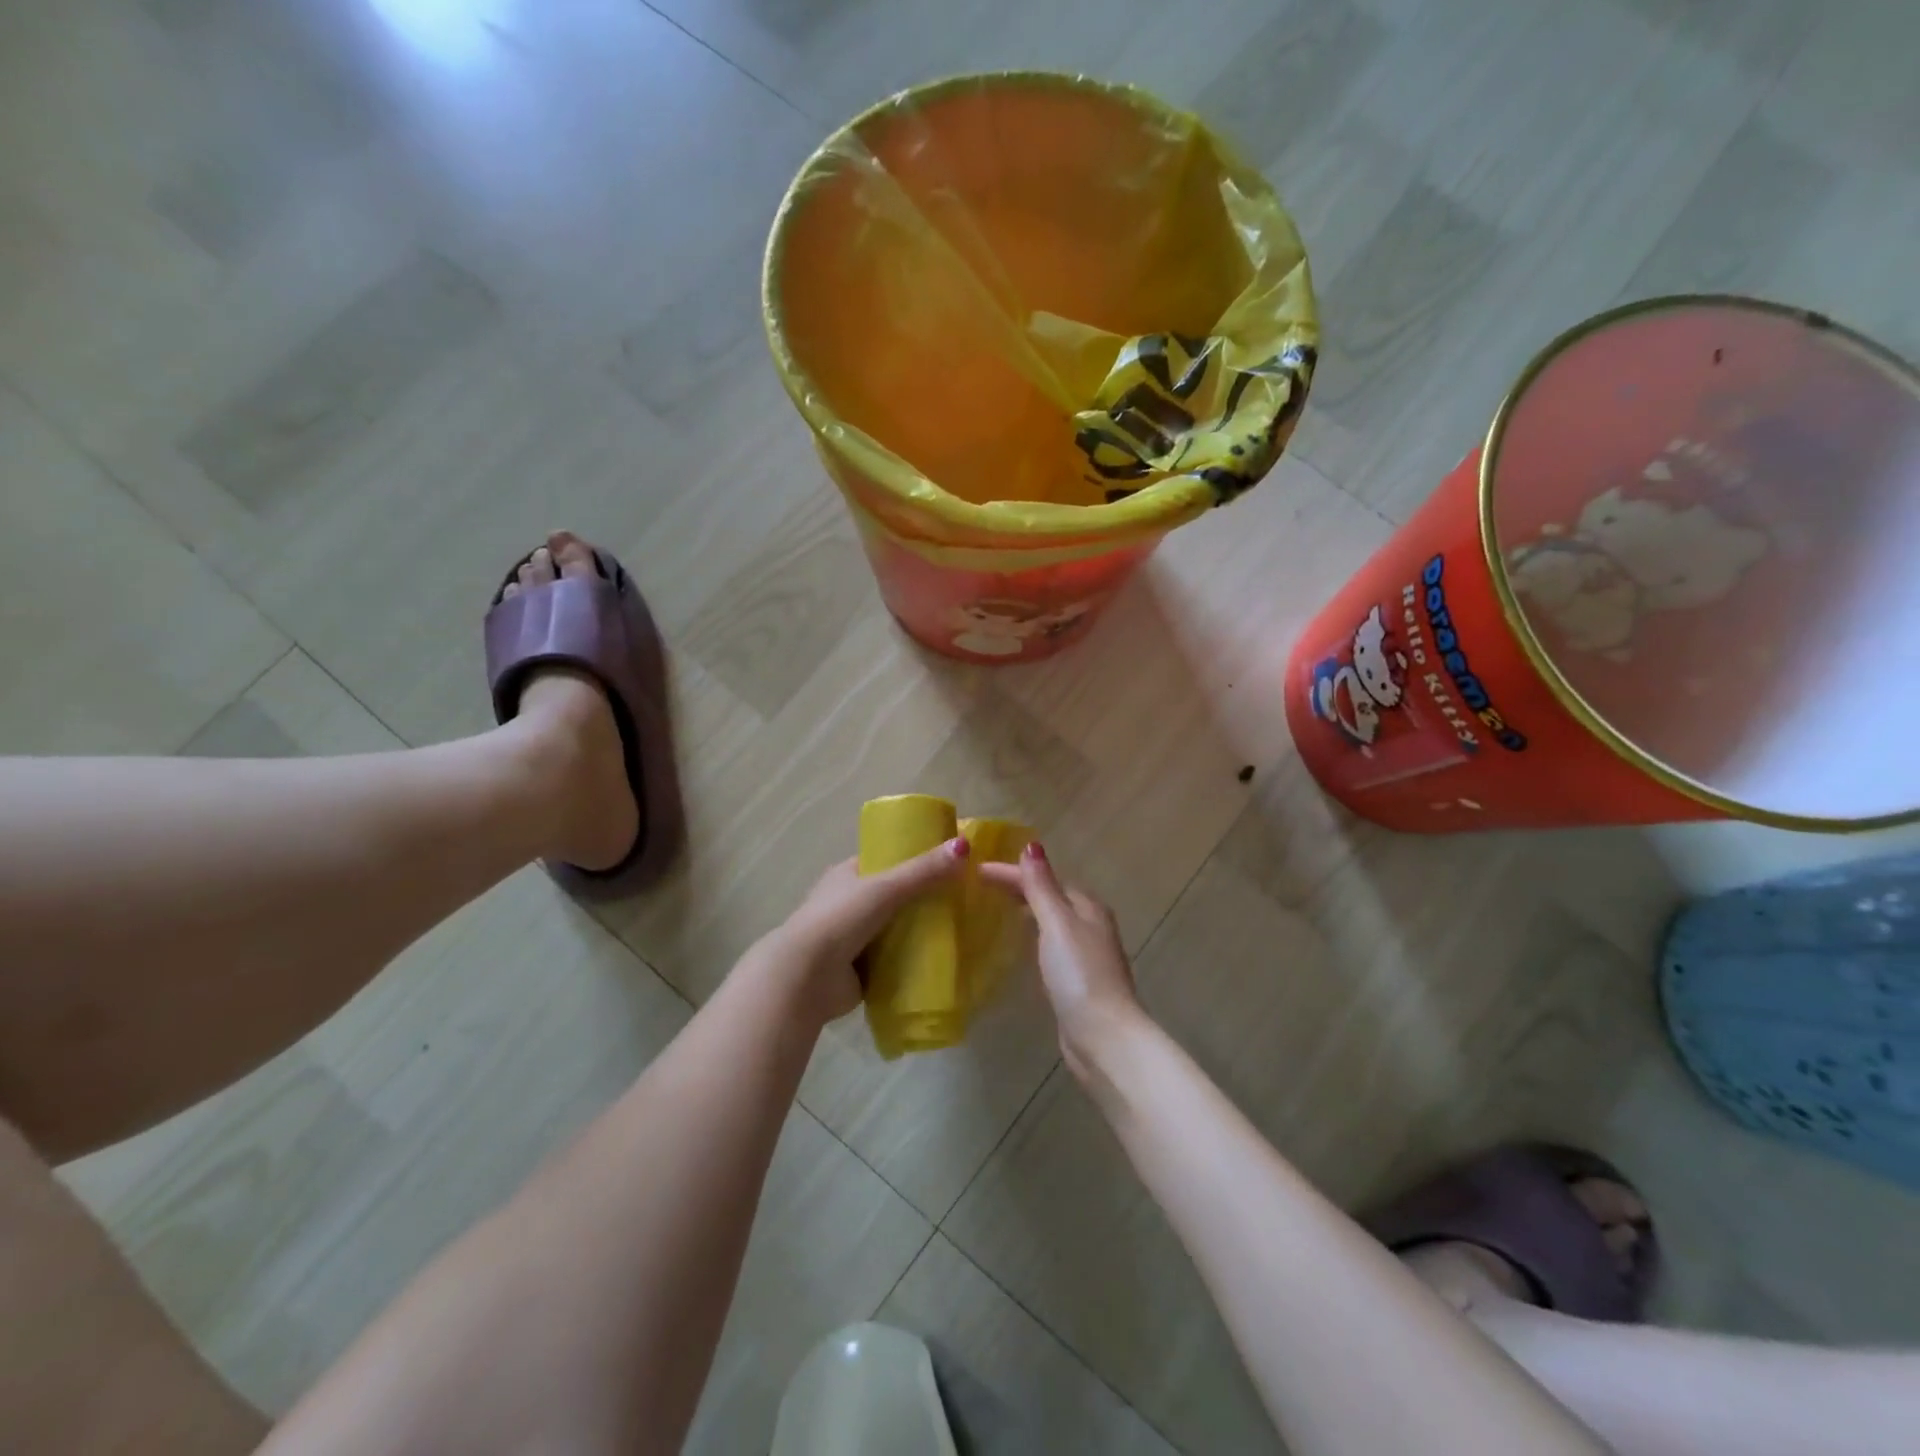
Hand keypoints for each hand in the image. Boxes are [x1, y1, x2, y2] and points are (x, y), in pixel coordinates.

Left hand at [777, 838, 972, 1020]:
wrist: (805, 978)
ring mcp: (852, 938)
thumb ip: (924, 870)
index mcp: (846, 875)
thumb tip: (964, 845)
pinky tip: (942, 959)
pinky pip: (894, 960)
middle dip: (923, 898)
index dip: (914, 859)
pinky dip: (913, 959)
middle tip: (962, 899)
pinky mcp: (859, 969)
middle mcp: (848, 903)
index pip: (885, 860)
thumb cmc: (840, 920)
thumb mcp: (885, 888)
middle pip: (894, 896)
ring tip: (959, 928)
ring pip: (895, 928)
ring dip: (919, 930)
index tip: (948, 862)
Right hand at [978, 845, 1144, 1078]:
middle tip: (984, 886)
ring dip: (1029, 910)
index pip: (1045, 878)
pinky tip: (1022, 947)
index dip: (1013, 872)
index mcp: (1087, 907)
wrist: (1102, 1036)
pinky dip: (1034, 937)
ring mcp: (1085, 955)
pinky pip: (1050, 946)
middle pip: (1051, 897)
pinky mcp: (1077, 981)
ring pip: (1052, 921)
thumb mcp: (1058, 923)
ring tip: (999, 908)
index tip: (977, 870)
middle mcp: (1090, 926)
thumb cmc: (1079, 974)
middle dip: (1021, 887)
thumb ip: (1042, 887)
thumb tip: (1031, 846)